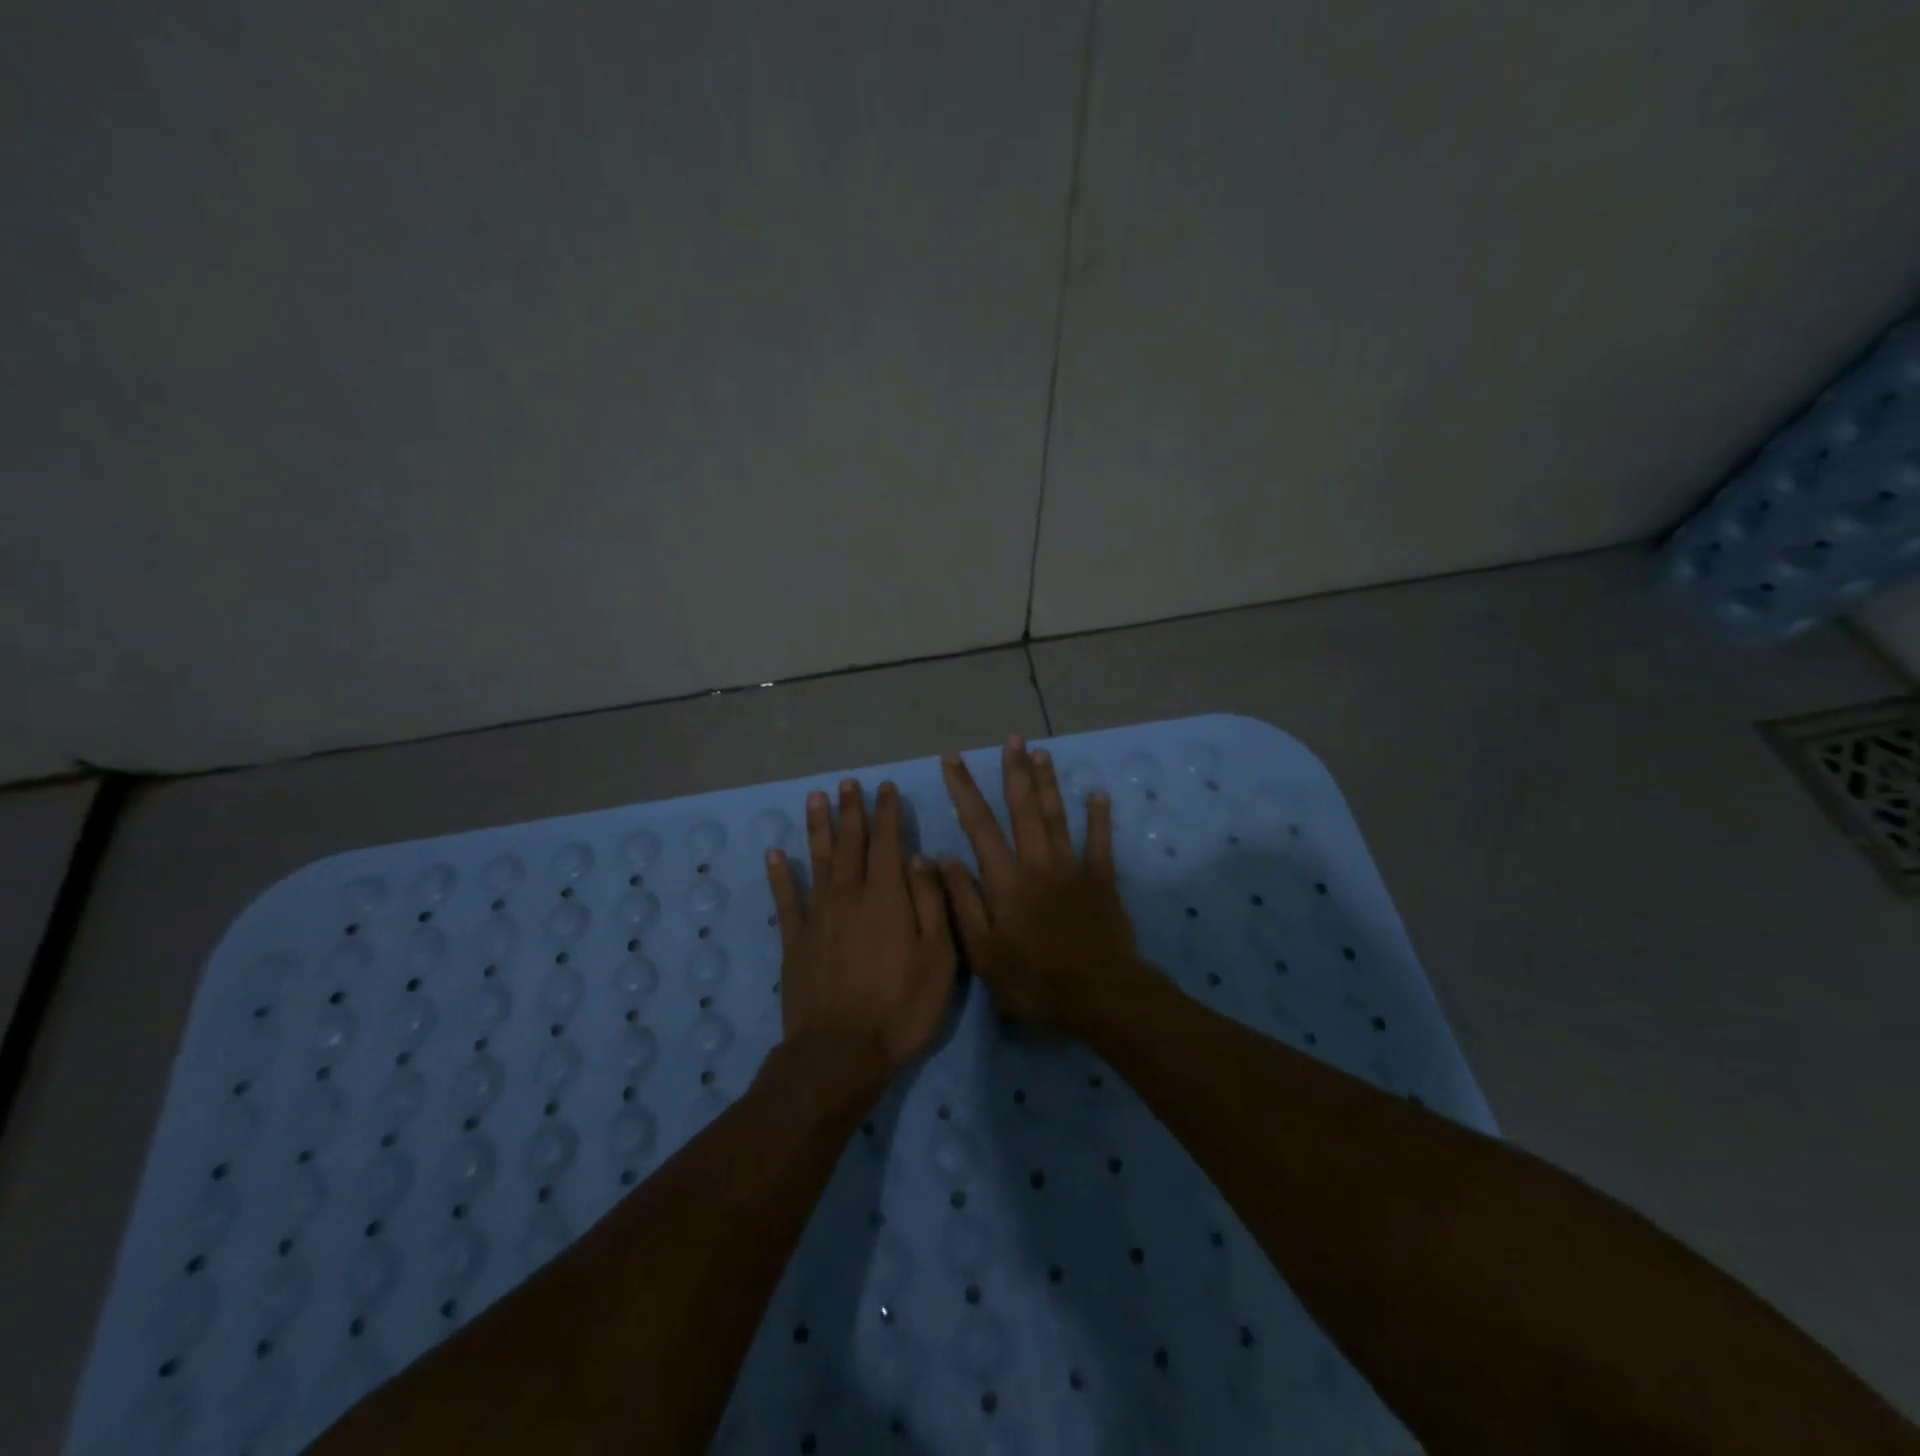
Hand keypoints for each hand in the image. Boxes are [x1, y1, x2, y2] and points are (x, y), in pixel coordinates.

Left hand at [766, 778, 957, 1072]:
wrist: (840, 1053)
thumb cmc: (901, 1007)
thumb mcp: (939, 957)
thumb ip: (931, 903)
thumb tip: (921, 858)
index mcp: (887, 897)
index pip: (888, 843)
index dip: (887, 813)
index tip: (885, 788)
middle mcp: (849, 896)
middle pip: (850, 844)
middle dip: (851, 811)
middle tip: (848, 783)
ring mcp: (818, 917)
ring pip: (817, 861)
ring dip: (818, 828)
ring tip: (816, 798)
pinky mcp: (795, 941)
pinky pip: (785, 900)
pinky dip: (780, 875)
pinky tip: (775, 854)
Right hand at [939, 736, 1148, 1032]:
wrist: (1099, 996)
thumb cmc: (1034, 980)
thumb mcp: (983, 952)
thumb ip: (962, 902)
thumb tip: (940, 858)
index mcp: (1006, 879)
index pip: (979, 825)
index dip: (964, 790)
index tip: (953, 760)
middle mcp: (1038, 862)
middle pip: (1024, 808)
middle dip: (1015, 771)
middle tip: (1013, 738)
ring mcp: (1073, 868)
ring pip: (1058, 816)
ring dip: (1049, 783)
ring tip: (1042, 752)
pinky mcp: (1102, 881)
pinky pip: (1101, 843)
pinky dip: (1100, 818)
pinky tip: (1098, 794)